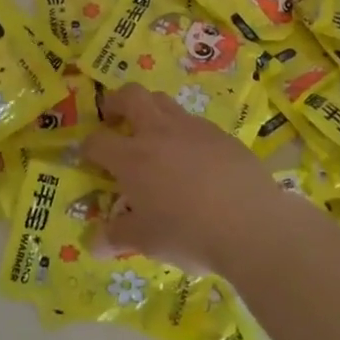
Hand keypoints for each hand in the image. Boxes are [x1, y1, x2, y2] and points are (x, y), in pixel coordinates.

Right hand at [83, 83, 313, 273]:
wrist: (251, 224)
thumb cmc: (188, 233)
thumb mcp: (147, 241)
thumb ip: (117, 236)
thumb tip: (94, 243)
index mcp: (131, 158)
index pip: (97, 141)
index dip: (88, 148)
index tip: (89, 157)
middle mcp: (158, 133)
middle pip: (131, 96)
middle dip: (116, 102)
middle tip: (114, 118)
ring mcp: (192, 129)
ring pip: (163, 101)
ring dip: (150, 110)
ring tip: (153, 134)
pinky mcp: (221, 134)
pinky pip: (194, 122)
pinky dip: (183, 131)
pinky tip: (192, 156)